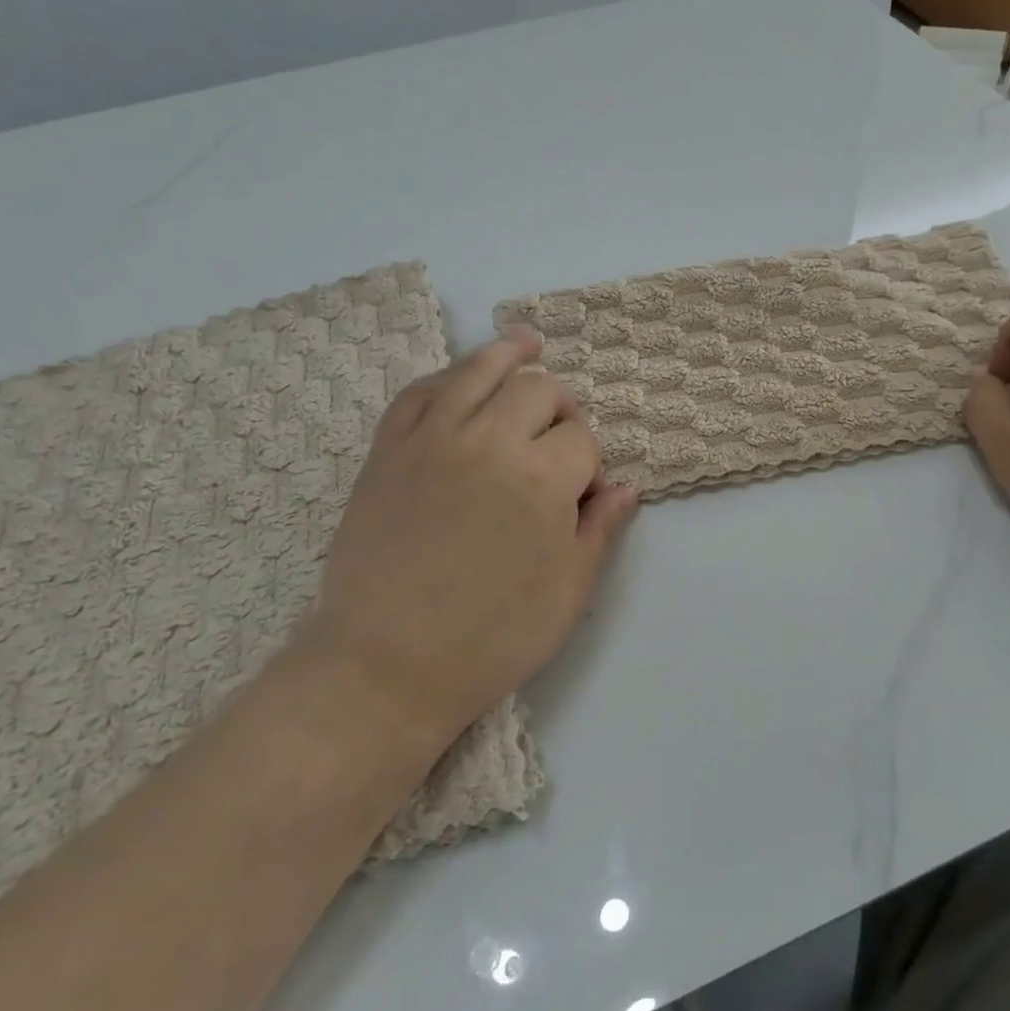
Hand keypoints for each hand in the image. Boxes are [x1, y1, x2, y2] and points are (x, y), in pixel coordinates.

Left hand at [310, 327, 637, 750]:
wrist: (384, 668)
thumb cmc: (489, 639)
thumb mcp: (566, 594)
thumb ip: (600, 531)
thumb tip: (625, 488)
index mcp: (542, 479)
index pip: (583, 439)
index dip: (592, 462)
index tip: (584, 491)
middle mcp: (490, 442)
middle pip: (539, 390)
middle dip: (560, 406)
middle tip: (557, 439)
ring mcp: (433, 439)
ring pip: (479, 370)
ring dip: (509, 353)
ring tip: (526, 342)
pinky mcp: (388, 450)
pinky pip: (419, 391)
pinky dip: (446, 376)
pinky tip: (460, 377)